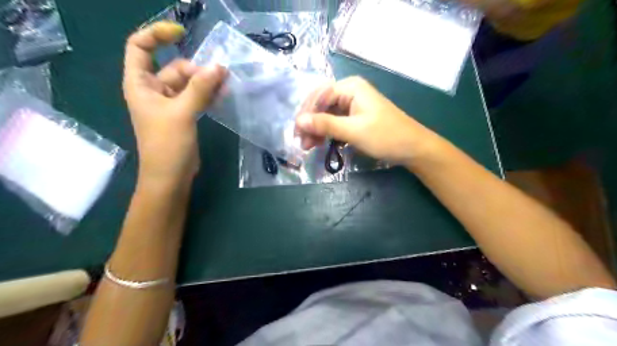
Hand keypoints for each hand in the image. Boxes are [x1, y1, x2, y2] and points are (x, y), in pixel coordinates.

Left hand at [123, 20, 224, 183]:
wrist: (170, 176)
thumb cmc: (167, 145)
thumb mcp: (182, 113)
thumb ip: (200, 89)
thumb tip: (219, 67)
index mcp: (140, 84)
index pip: (141, 47)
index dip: (157, 35)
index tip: (183, 34)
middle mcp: (153, 90)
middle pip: (175, 67)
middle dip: (197, 69)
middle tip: (221, 77)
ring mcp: (170, 103)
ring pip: (189, 83)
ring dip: (207, 82)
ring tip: (226, 85)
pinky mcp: (184, 114)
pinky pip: (196, 97)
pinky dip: (208, 94)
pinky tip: (223, 95)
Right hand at [297, 77, 440, 165]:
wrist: (412, 148)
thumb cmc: (385, 136)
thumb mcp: (353, 131)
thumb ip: (325, 124)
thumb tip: (299, 121)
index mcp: (350, 87)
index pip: (319, 96)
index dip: (305, 113)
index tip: (297, 132)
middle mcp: (350, 91)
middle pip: (321, 105)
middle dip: (310, 123)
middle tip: (302, 142)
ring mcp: (353, 104)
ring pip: (327, 114)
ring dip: (317, 129)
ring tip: (309, 146)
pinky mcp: (356, 117)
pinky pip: (336, 122)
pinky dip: (327, 132)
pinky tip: (321, 142)